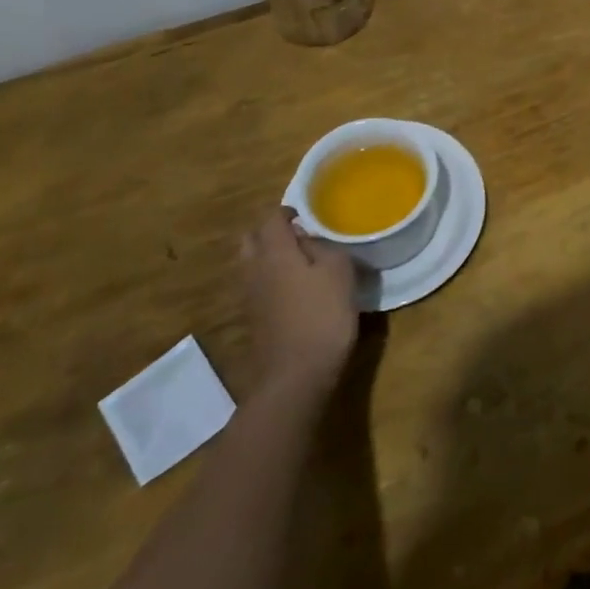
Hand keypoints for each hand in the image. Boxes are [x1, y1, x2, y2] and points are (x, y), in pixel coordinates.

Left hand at [238, 206, 359, 397]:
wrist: (295, 376)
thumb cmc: (322, 315)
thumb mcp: (339, 271)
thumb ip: (325, 247)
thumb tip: (310, 242)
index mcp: (274, 251)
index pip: (271, 218)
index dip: (288, 212)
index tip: (306, 215)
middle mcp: (254, 269)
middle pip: (252, 239)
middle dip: (271, 232)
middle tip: (298, 236)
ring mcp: (249, 297)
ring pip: (252, 264)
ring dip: (269, 257)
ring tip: (300, 262)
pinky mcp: (254, 320)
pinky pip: (257, 287)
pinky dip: (271, 280)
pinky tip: (295, 290)